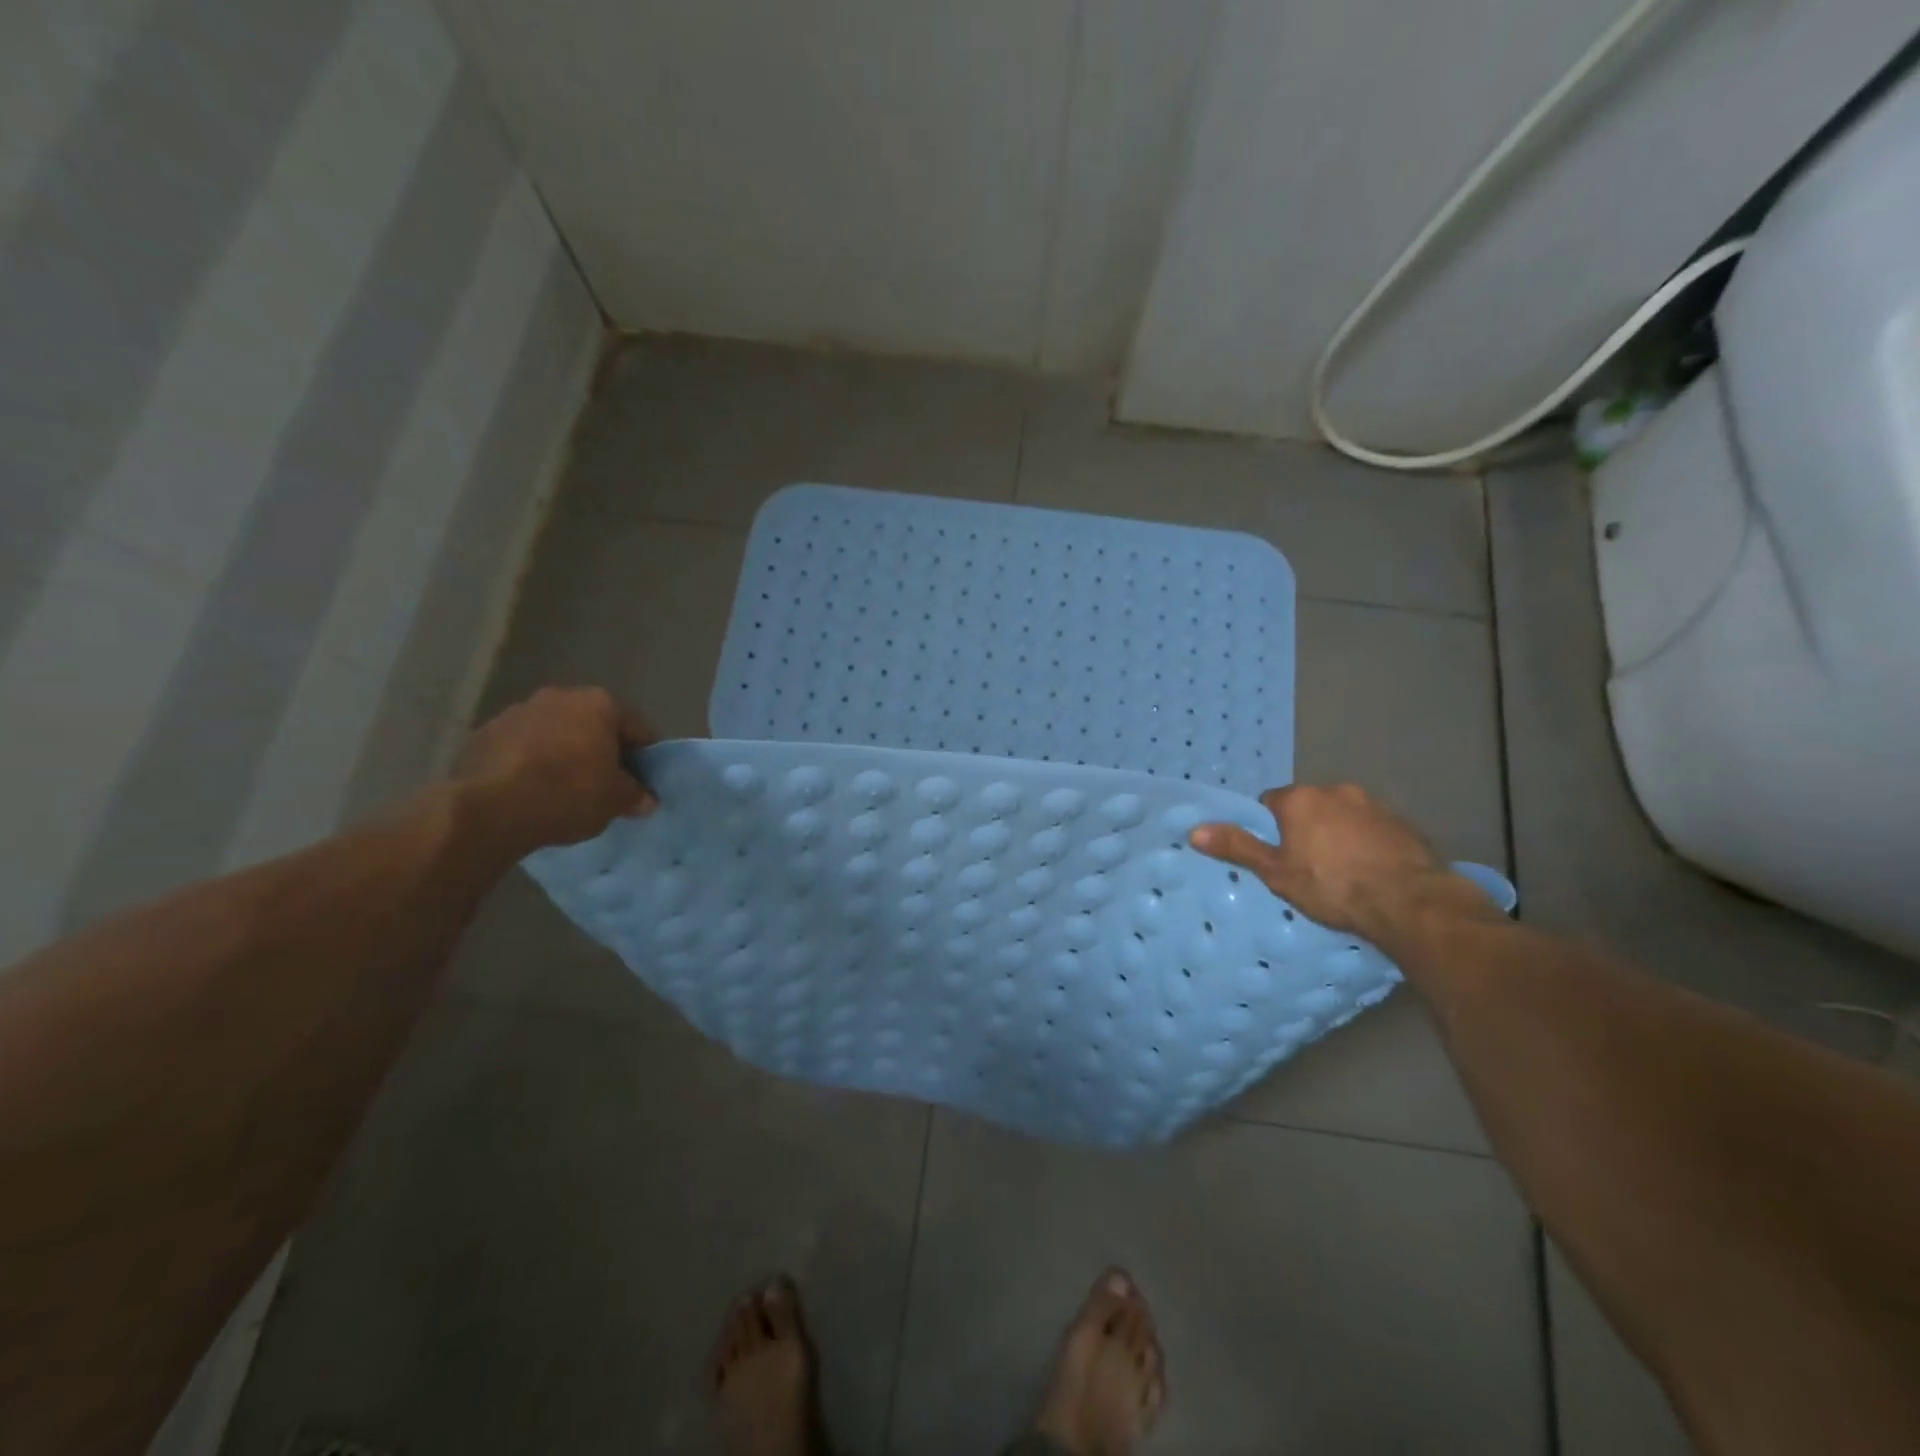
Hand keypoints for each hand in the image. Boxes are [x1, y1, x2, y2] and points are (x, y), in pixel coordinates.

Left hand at [452, 686, 656, 853]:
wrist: (490, 808)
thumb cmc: (569, 793)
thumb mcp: (616, 800)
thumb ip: (636, 794)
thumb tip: (645, 799)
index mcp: (600, 703)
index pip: (637, 729)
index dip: (645, 758)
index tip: (643, 782)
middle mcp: (560, 696)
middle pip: (594, 726)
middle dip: (601, 751)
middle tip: (606, 784)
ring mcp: (518, 711)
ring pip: (555, 734)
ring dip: (564, 754)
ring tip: (565, 789)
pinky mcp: (484, 733)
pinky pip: (522, 748)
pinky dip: (531, 763)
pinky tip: (532, 791)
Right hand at [1190, 784, 1488, 940]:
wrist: (1411, 902)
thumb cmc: (1333, 886)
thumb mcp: (1276, 872)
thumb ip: (1237, 847)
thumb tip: (1194, 830)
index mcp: (1300, 798)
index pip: (1269, 802)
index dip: (1269, 829)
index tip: (1277, 856)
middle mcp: (1335, 791)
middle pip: (1307, 806)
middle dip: (1304, 829)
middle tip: (1307, 867)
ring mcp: (1373, 804)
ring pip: (1342, 816)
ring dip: (1337, 834)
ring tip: (1342, 872)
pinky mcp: (1403, 822)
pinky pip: (1372, 828)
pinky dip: (1366, 843)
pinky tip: (1371, 871)